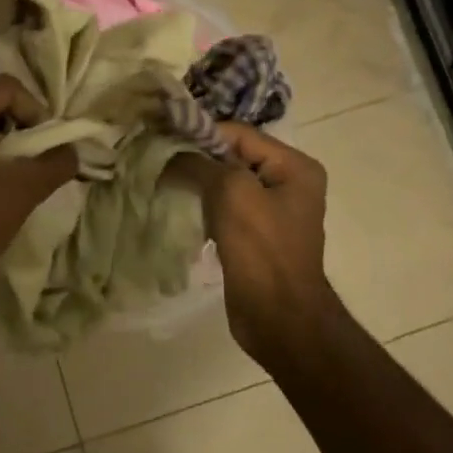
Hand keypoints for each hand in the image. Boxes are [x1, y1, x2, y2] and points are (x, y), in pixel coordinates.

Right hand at [180, 124, 333, 358]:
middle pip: (233, 157)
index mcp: (294, 166)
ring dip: (197, 183)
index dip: (200, 134)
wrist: (280, 318)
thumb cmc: (262, 250)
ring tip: (164, 182)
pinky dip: (204, 206)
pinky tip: (181, 209)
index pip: (239, 134)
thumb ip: (201, 163)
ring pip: (226, 183)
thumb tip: (171, 152)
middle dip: (196, 158)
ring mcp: (273, 211)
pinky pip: (226, 208)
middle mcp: (289, 182)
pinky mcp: (256, 235)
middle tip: (157, 160)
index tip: (161, 139)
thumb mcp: (231, 193)